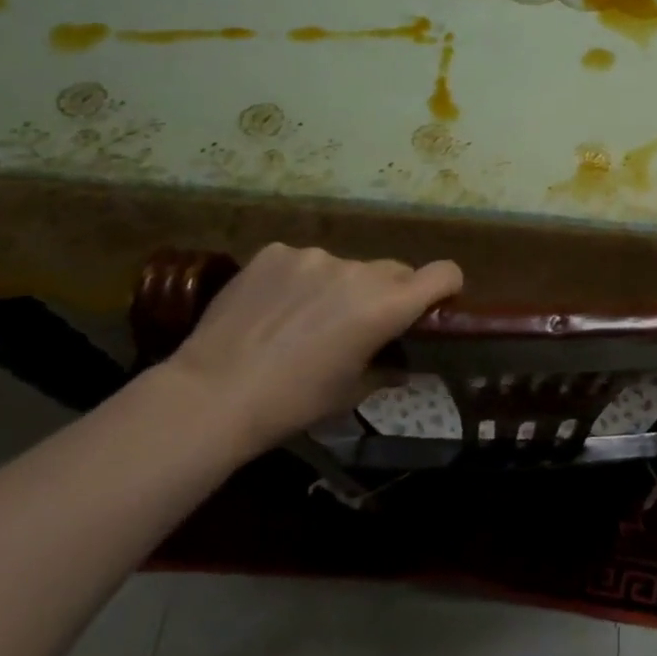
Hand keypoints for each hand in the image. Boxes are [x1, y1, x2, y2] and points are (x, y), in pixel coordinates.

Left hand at [169, 243, 462, 453]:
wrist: (211, 394)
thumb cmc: (293, 403)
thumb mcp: (351, 394)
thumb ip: (386, 368)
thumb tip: (402, 364)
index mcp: (387, 306)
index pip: (444, 273)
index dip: (446, 287)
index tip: (434, 305)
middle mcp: (359, 272)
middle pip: (394, 271)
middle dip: (388, 293)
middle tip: (358, 325)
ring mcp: (315, 257)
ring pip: (345, 267)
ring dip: (338, 287)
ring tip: (301, 320)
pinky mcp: (275, 252)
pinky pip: (302, 262)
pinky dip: (298, 280)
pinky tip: (271, 308)